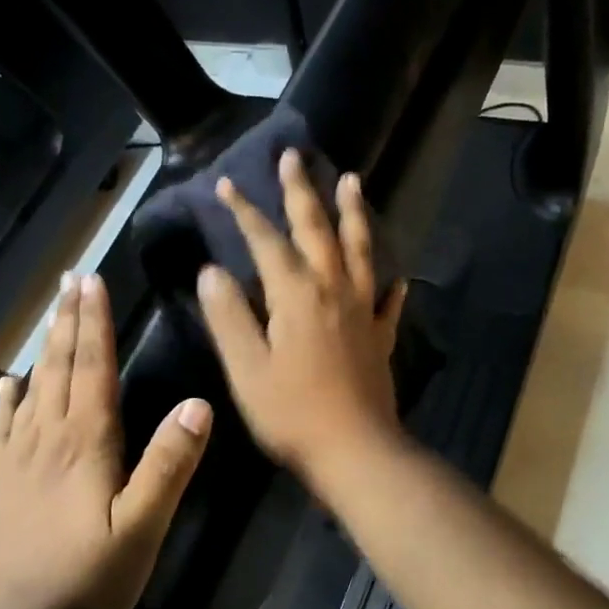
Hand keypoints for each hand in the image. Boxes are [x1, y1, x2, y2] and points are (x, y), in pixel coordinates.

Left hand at [0, 273, 211, 608]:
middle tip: (71, 279)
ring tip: (51, 314)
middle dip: (68, 320)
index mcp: (85, 443)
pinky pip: (4, 427)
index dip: (95, 323)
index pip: (93, 368)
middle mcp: (48, 438)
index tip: (93, 282)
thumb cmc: (87, 578)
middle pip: (60, 367)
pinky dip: (9, 399)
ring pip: (33, 388)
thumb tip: (197, 405)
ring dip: (44, 347)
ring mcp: (17, 459)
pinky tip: (8, 384)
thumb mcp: (142, 528)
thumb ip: (168, 465)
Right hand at [197, 149, 407, 491]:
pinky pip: (387, 300)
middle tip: (295, 156)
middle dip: (302, 192)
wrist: (356, 452)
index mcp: (296, 295)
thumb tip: (211, 271)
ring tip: (352, 181)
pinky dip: (390, 282)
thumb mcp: (246, 368)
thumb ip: (228, 316)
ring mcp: (362, 311)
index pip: (266, 241)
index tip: (227, 184)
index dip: (245, 212)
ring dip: (353, 214)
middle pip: (317, 230)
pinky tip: (397, 275)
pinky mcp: (380, 337)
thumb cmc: (291, 413)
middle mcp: (333, 290)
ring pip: (359, 250)